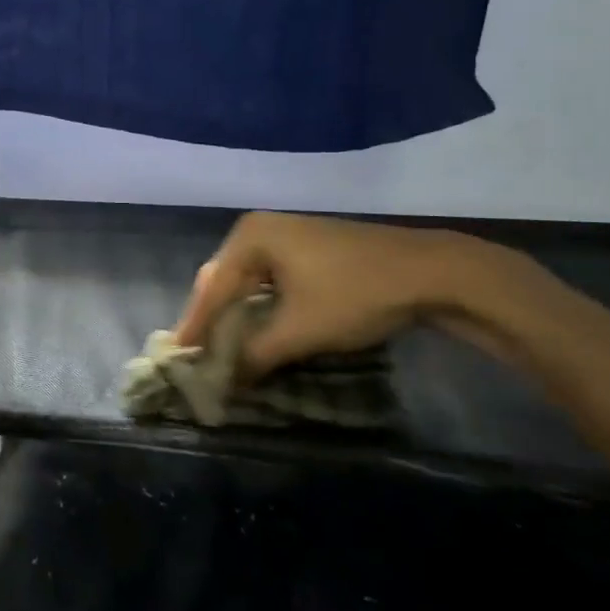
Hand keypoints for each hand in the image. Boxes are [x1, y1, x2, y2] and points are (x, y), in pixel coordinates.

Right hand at [175, 213, 479, 378]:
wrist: (431, 271)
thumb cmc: (355, 294)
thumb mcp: (299, 330)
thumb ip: (253, 355)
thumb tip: (222, 382)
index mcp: (250, 237)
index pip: (212, 288)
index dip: (196, 326)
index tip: (179, 358)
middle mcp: (261, 228)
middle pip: (225, 280)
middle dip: (214, 319)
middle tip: (199, 355)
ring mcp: (287, 234)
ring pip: (248, 281)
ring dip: (238, 316)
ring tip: (224, 348)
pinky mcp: (309, 248)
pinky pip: (270, 279)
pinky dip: (261, 306)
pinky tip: (259, 329)